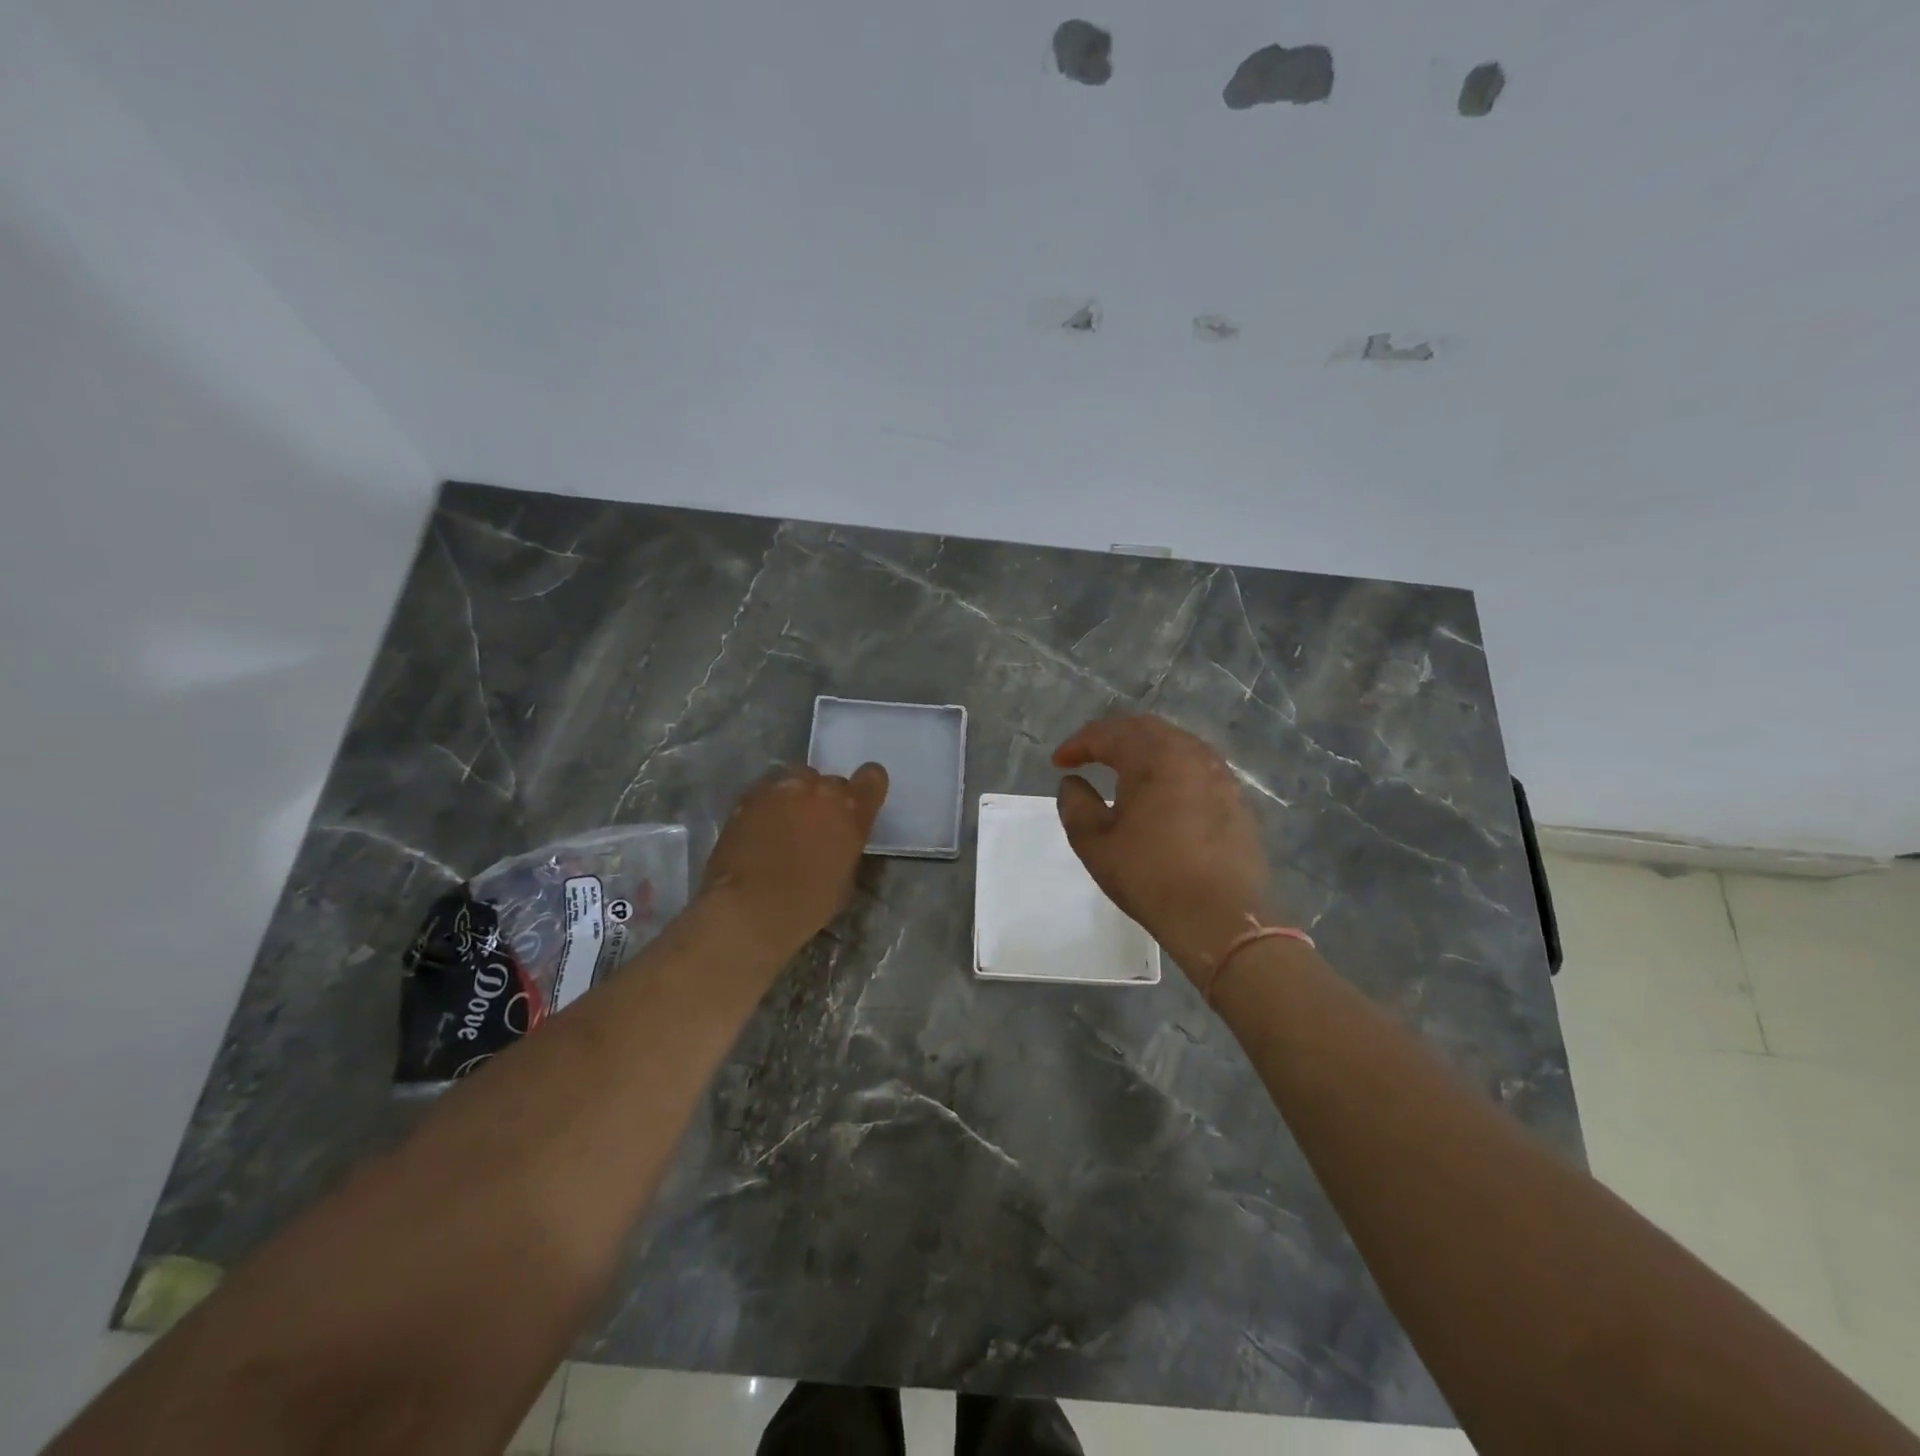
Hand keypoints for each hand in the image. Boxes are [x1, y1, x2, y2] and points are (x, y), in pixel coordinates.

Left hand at [700, 763, 888, 957]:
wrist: (751, 906)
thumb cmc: (809, 902)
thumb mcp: (845, 878)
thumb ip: (845, 846)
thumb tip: (835, 842)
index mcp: (852, 809)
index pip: (873, 777)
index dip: (867, 788)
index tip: (859, 804)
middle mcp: (820, 790)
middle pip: (831, 782)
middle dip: (826, 801)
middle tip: (815, 827)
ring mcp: (783, 788)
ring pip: (797, 780)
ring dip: (797, 797)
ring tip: (785, 825)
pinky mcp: (750, 796)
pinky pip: (767, 791)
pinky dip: (768, 805)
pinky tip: (760, 829)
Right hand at [1053, 715, 1273, 991]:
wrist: (1220, 917)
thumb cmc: (1150, 875)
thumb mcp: (1094, 843)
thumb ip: (1076, 804)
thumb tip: (1073, 782)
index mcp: (1153, 757)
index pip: (1108, 734)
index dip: (1078, 744)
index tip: (1059, 762)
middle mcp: (1190, 753)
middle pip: (1145, 729)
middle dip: (1112, 737)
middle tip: (1088, 754)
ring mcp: (1219, 774)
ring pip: (1175, 744)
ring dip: (1143, 750)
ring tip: (1122, 769)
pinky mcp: (1235, 798)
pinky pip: (1195, 766)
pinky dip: (1170, 768)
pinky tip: (1161, 791)